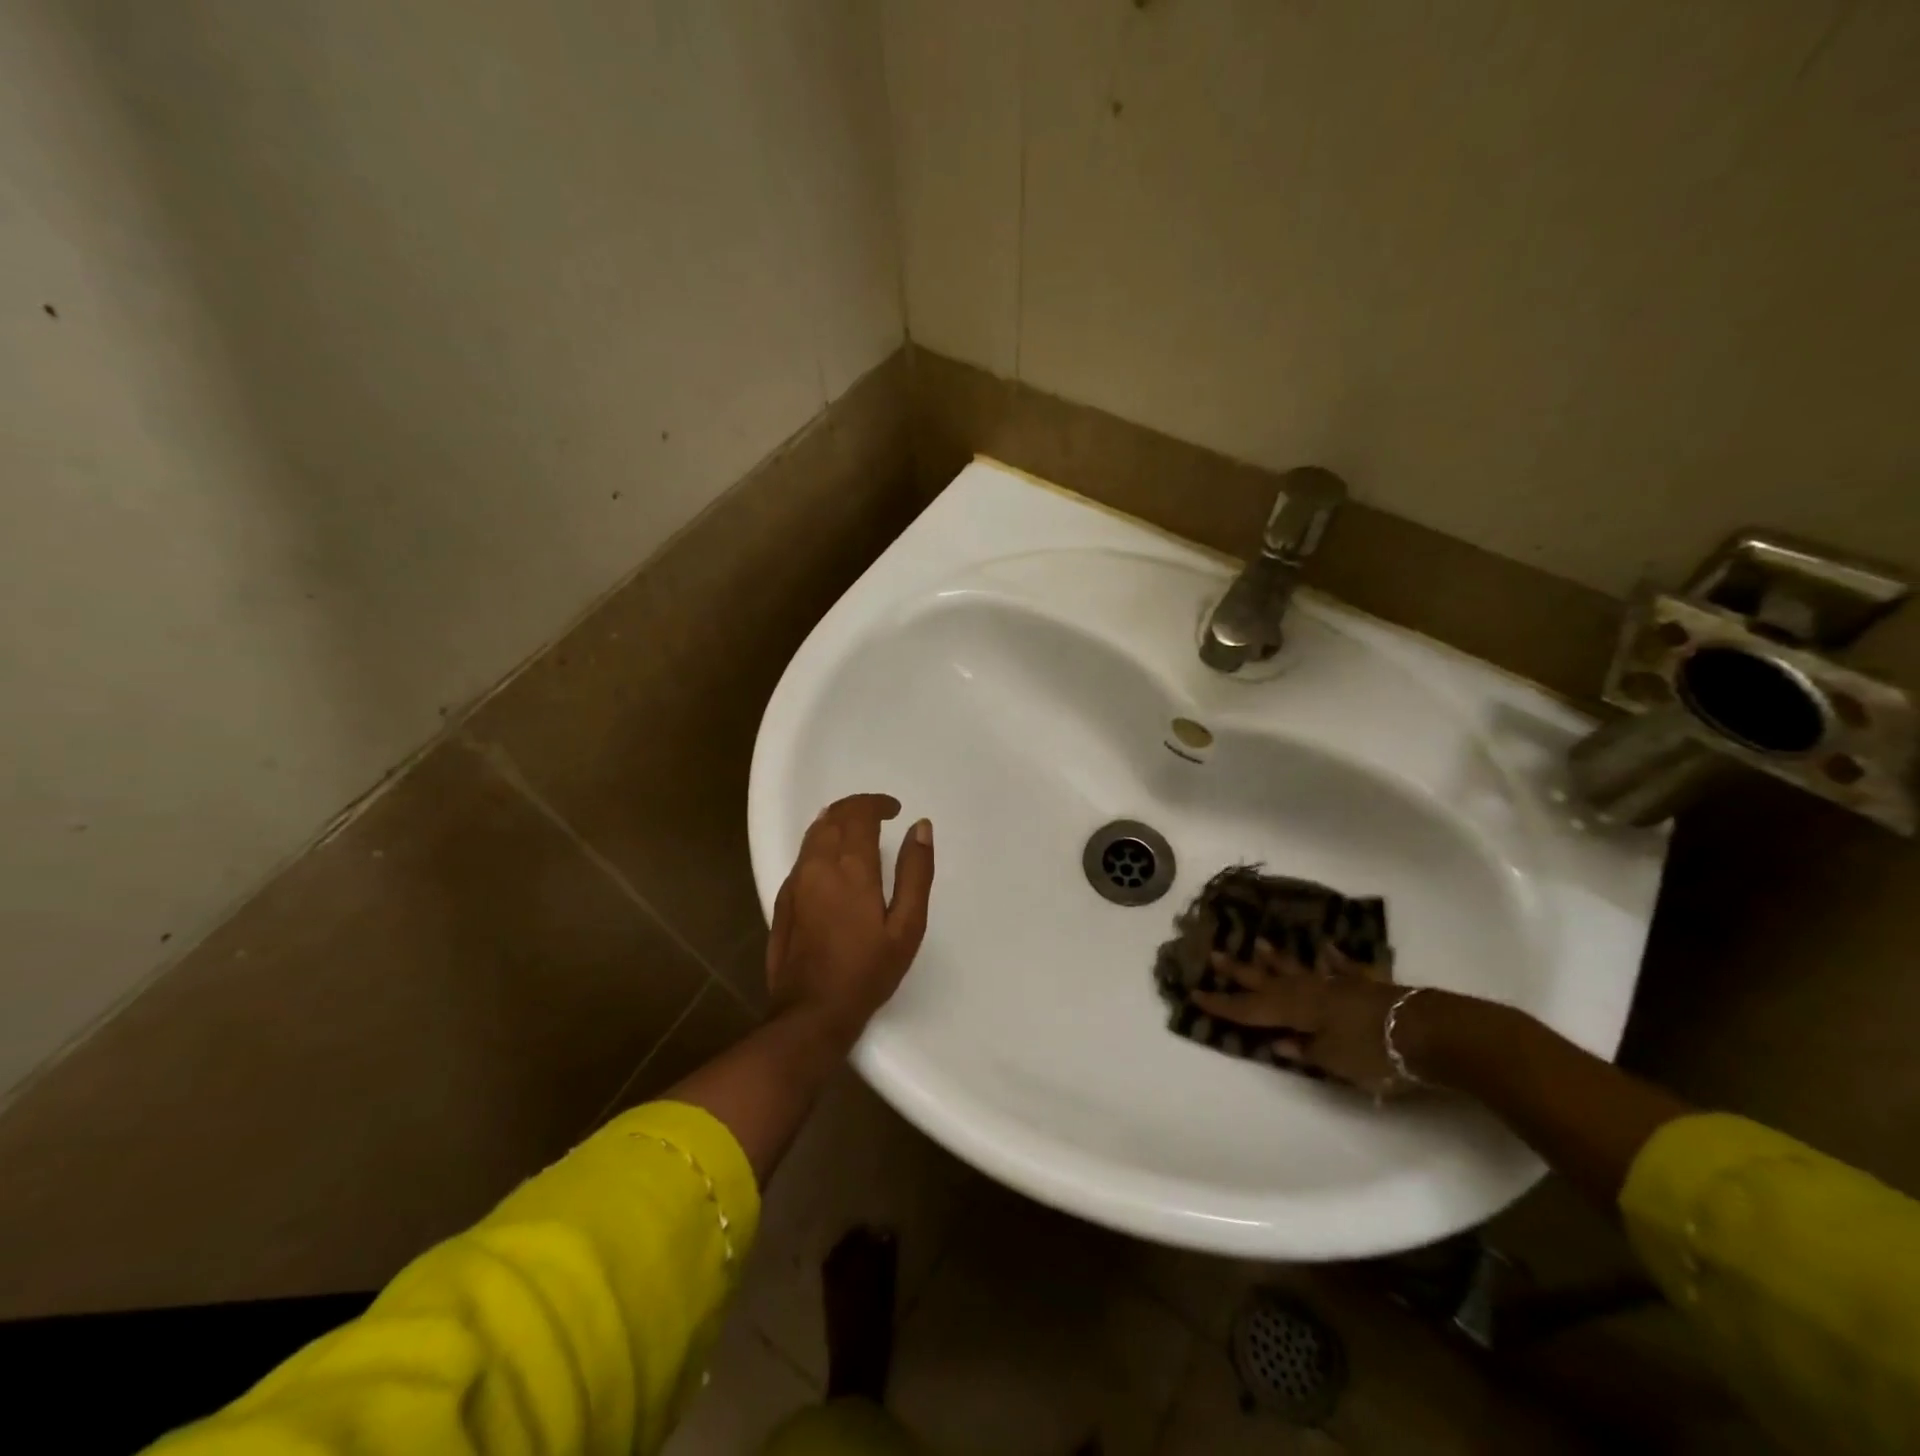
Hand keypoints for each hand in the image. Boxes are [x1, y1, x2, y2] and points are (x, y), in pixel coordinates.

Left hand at [766, 794, 934, 1039]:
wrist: (812, 1011)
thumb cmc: (868, 970)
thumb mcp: (907, 925)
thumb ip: (916, 872)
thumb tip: (920, 826)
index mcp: (851, 865)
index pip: (859, 812)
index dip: (877, 803)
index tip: (895, 810)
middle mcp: (818, 863)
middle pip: (833, 816)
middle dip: (857, 807)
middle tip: (879, 815)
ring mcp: (796, 880)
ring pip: (814, 833)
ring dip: (837, 821)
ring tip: (859, 830)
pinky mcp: (784, 898)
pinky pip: (803, 854)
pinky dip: (822, 842)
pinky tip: (834, 860)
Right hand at [1191, 939, 1414, 1097]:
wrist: (1428, 1032)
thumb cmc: (1374, 1052)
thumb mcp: (1334, 1061)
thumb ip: (1305, 1051)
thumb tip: (1280, 1042)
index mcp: (1296, 1011)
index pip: (1250, 1009)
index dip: (1223, 1005)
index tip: (1195, 994)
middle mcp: (1311, 991)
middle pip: (1268, 982)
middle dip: (1240, 972)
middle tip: (1214, 954)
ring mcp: (1339, 984)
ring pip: (1301, 969)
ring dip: (1280, 959)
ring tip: (1260, 944)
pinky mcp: (1367, 985)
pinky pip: (1345, 969)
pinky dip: (1335, 960)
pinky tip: (1327, 950)